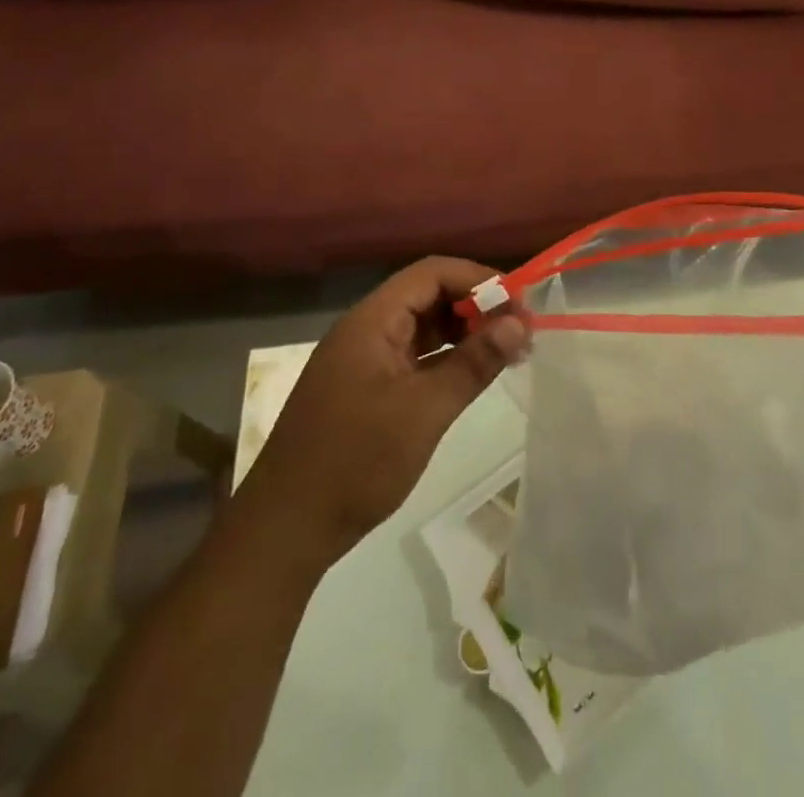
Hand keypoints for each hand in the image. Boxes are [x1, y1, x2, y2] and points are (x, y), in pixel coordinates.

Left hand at [235, 257, 529, 566]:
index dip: (478, 280)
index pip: (432, 274)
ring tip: (504, 350)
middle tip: (518, 330)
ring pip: (420, 326)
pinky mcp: (363, 389)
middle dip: (475, 305)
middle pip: (427, 295)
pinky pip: (411, 356)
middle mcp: (365, 330)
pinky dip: (443, 358)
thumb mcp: (423, 411)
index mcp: (371, 321)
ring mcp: (362, 360)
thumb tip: (519, 324)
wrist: (284, 530)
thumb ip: (472, 363)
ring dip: (462, 332)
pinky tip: (470, 374)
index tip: (519, 305)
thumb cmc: (355, 463)